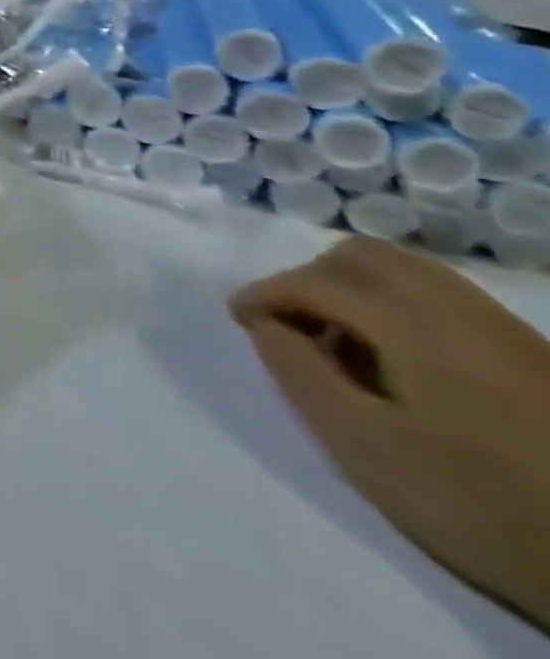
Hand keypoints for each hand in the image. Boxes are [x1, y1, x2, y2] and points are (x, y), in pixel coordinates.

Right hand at [231, 237, 549, 627]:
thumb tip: (267, 327)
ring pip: (407, 271)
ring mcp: (505, 330)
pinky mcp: (535, 356)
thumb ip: (297, 373)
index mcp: (410, 322)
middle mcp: (456, 308)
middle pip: (362, 257)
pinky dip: (400, 305)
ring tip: (345, 342)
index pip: (312, 281)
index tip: (239, 321)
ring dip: (355, 289)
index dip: (263, 294)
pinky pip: (445, 298)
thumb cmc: (478, 501)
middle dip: (310, 280)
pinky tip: (402, 357)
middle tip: (292, 325)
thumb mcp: (363, 445)